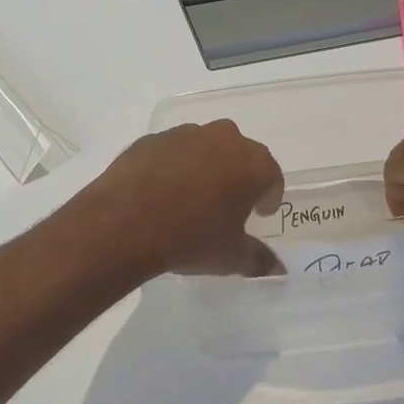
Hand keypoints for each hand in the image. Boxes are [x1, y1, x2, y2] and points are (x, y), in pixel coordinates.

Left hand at [70, 121, 284, 278]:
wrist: (125, 222)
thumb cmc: (190, 238)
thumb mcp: (230, 256)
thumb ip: (258, 259)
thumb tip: (278, 269)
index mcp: (252, 163)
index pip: (272, 176)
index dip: (267, 197)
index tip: (259, 213)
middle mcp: (222, 138)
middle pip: (239, 155)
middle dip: (237, 176)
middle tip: (226, 204)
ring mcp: (184, 134)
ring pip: (204, 148)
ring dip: (204, 167)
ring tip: (191, 198)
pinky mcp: (151, 139)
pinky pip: (171, 152)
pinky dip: (172, 167)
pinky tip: (160, 192)